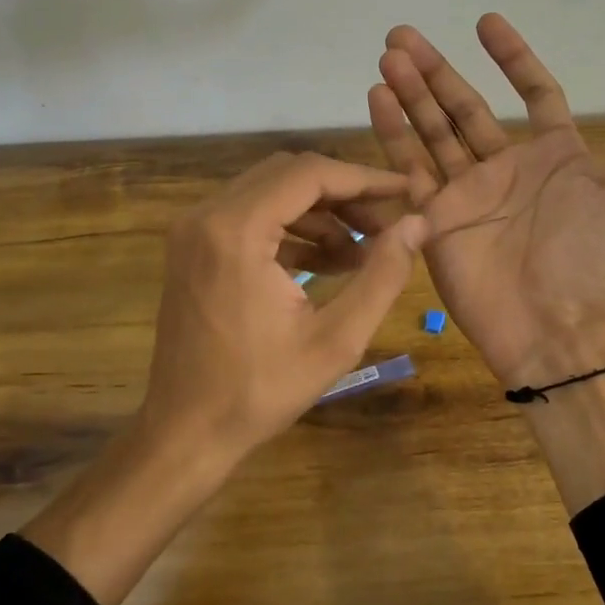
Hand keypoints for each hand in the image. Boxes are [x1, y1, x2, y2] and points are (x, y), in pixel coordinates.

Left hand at [136, 151, 426, 469]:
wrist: (186, 431)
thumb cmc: (260, 391)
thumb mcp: (336, 339)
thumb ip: (382, 275)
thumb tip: (418, 224)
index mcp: (236, 230)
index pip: (309, 174)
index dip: (363, 179)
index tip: (405, 192)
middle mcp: (206, 216)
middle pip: (287, 175)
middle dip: (342, 195)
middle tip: (385, 227)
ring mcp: (193, 231)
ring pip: (268, 193)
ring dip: (318, 214)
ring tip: (361, 253)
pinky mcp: (192, 249)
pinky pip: (249, 218)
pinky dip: (290, 230)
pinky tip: (326, 264)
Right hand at [367, 14, 604, 387]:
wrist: (562, 331)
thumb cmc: (603, 260)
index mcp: (555, 158)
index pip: (532, 94)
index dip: (512, 58)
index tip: (485, 22)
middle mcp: (507, 170)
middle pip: (465, 109)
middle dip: (437, 72)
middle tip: (402, 34)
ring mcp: (467, 195)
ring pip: (433, 133)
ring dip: (410, 94)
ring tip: (387, 56)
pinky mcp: (436, 220)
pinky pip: (410, 170)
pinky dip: (393, 135)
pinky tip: (377, 98)